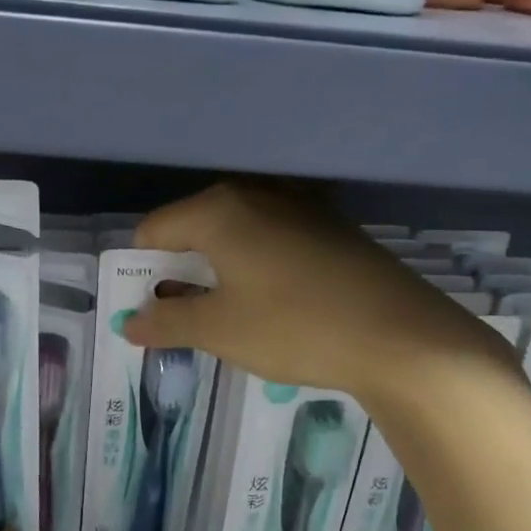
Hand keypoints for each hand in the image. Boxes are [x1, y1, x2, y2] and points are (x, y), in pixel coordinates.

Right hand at [124, 181, 515, 400]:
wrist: (401, 335)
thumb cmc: (295, 327)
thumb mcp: (220, 330)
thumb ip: (167, 322)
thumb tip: (129, 323)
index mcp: (219, 210)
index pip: (154, 231)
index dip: (143, 271)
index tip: (152, 311)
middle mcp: (257, 194)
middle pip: (195, 227)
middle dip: (182, 271)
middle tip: (189, 317)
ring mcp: (300, 206)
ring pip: (237, 233)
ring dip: (221, 270)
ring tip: (231, 316)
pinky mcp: (332, 227)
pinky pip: (274, 240)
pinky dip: (259, 266)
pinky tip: (278, 304)